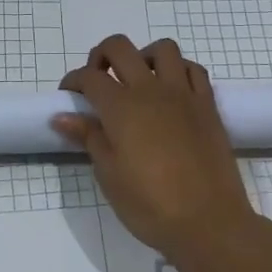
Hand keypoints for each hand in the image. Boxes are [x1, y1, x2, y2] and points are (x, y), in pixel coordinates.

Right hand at [53, 36, 260, 269]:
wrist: (209, 222)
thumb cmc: (149, 204)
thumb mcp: (109, 174)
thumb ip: (88, 138)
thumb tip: (63, 116)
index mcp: (121, 107)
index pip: (89, 77)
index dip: (73, 81)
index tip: (69, 97)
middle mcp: (151, 90)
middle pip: (120, 48)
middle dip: (101, 56)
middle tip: (98, 80)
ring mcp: (183, 94)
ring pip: (163, 49)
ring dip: (144, 56)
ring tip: (138, 80)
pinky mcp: (208, 105)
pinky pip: (194, 70)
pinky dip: (178, 70)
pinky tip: (171, 91)